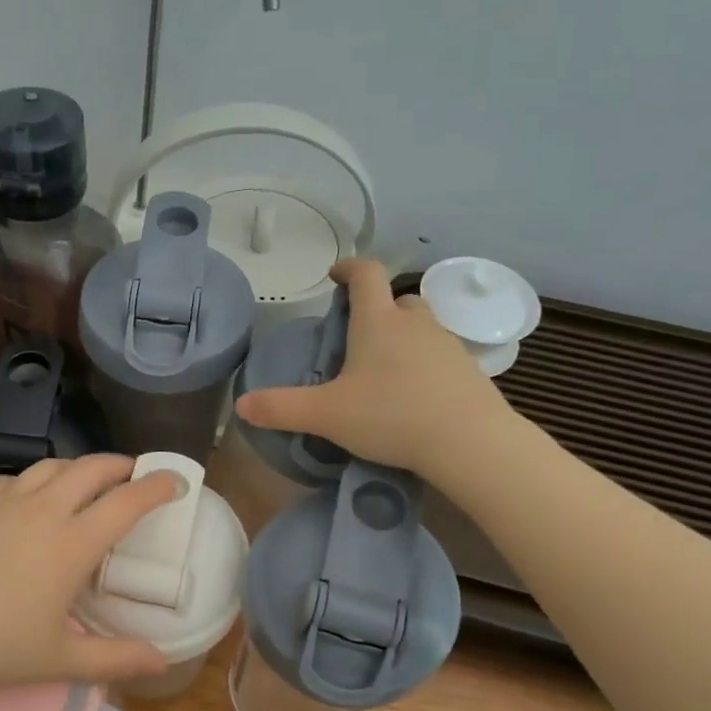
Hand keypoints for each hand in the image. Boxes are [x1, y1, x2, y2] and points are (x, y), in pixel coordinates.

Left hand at [0, 455, 179, 691]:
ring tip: (86, 482)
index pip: (127, 502)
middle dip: (120, 465)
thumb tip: (164, 661)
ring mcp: (3, 500)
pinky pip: (13, 479)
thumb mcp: (57, 660)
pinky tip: (28, 500)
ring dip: (78, 468)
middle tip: (134, 475)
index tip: (176, 481)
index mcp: (71, 544)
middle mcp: (43, 510)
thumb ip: (115, 659)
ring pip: (52, 467)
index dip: (158, 487)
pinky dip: (35, 482)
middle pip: (91, 469)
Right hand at [234, 258, 516, 478]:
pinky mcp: (469, 370)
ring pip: (422, 325)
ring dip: (403, 335)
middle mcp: (415, 323)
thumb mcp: (326, 415)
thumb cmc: (391, 416)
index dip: (348, 268)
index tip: (334, 275)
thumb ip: (281, 408)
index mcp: (378, 322)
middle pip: (397, 299)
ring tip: (384, 367)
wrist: (469, 442)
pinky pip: (441, 354)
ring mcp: (447, 344)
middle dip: (377, 308)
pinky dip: (424, 363)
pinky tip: (414, 393)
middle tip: (358, 335)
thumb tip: (241, 405)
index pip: (366, 274)